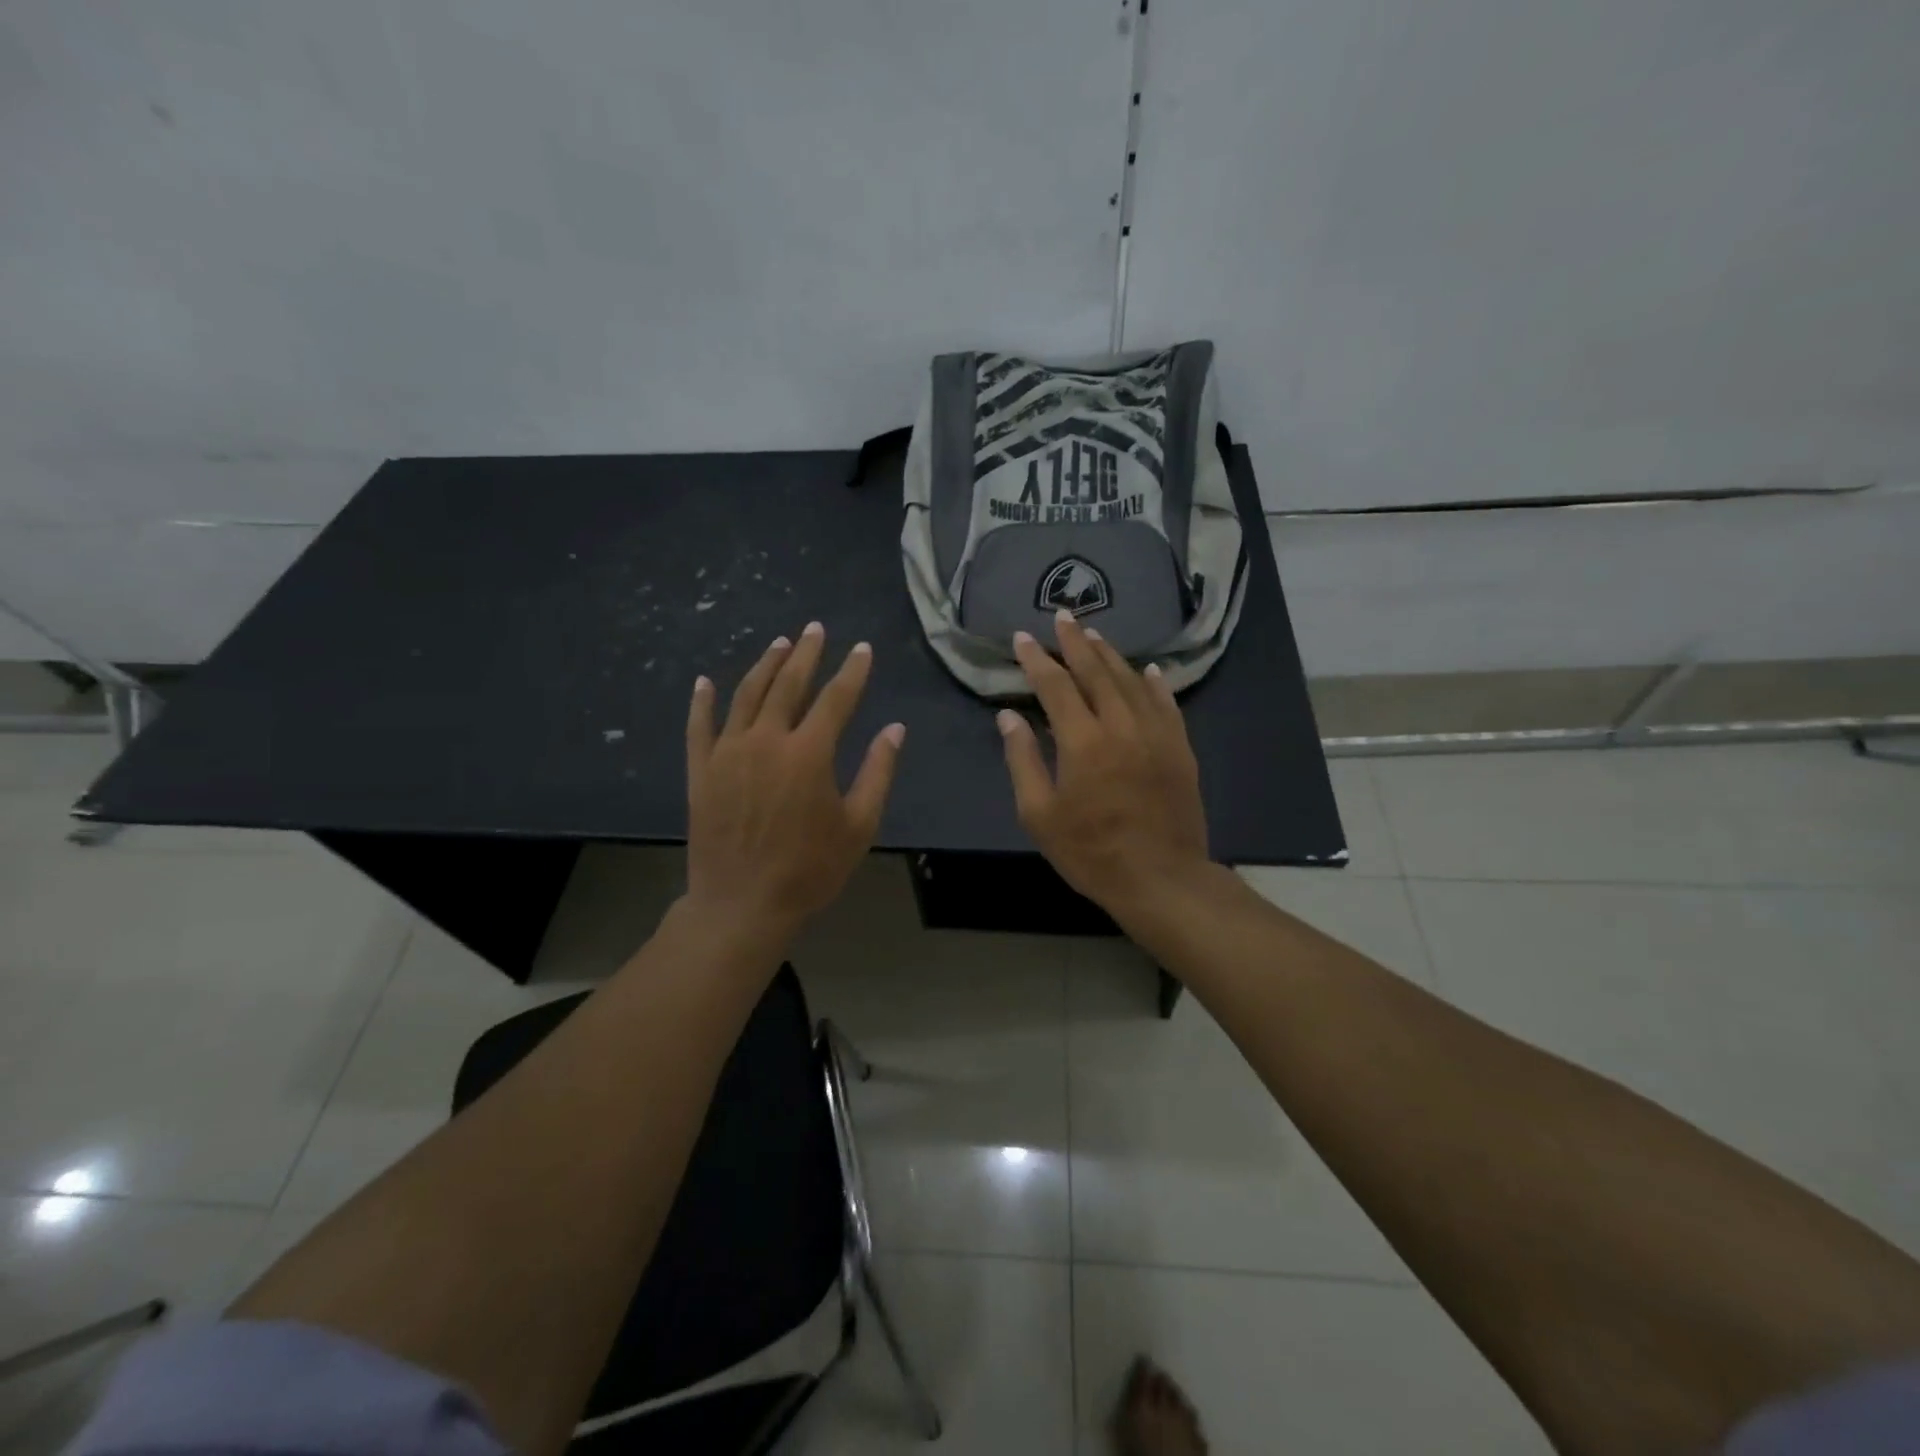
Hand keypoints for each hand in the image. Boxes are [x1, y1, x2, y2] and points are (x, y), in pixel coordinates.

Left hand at [685, 622, 904, 940]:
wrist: (742, 905)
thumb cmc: (809, 869)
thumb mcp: (859, 826)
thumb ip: (878, 772)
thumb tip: (895, 730)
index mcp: (809, 753)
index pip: (836, 699)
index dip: (853, 671)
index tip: (862, 649)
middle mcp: (766, 740)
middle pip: (788, 685)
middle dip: (805, 653)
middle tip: (814, 629)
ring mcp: (728, 753)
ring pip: (746, 696)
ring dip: (764, 666)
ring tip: (778, 644)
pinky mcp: (700, 770)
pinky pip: (699, 726)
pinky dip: (702, 701)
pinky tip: (705, 681)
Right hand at [997, 611, 1211, 913]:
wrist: (1161, 879)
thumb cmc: (1091, 852)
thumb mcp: (1040, 814)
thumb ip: (1022, 760)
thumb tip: (1008, 717)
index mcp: (1083, 741)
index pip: (1054, 686)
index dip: (1036, 660)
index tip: (1022, 638)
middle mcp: (1121, 726)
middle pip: (1096, 672)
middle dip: (1075, 642)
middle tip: (1062, 616)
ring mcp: (1156, 735)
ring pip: (1131, 681)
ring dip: (1110, 655)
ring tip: (1093, 635)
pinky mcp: (1180, 749)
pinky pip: (1166, 704)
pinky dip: (1153, 683)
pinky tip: (1146, 670)